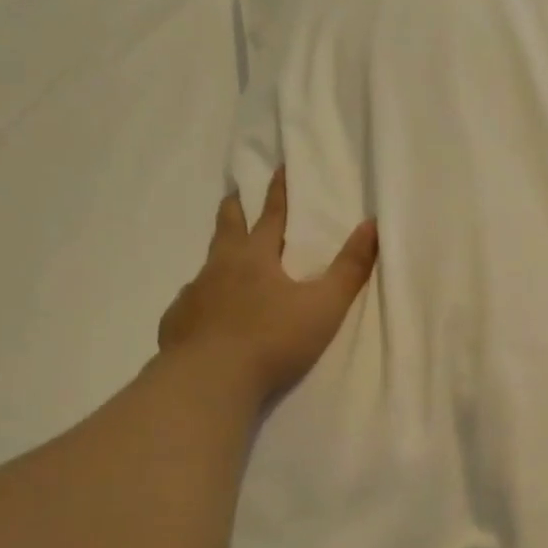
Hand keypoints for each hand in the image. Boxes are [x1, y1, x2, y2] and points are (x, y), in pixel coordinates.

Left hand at [157, 168, 377, 402]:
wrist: (211, 380)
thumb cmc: (273, 339)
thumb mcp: (324, 306)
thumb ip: (350, 268)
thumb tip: (371, 225)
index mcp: (256, 258)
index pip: (271, 216)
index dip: (278, 193)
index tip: (278, 168)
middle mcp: (220, 269)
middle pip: (227, 229)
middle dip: (234, 209)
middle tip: (233, 195)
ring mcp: (193, 295)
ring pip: (205, 268)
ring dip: (215, 259)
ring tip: (220, 264)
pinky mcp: (176, 324)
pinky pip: (188, 306)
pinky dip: (198, 303)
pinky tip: (201, 316)